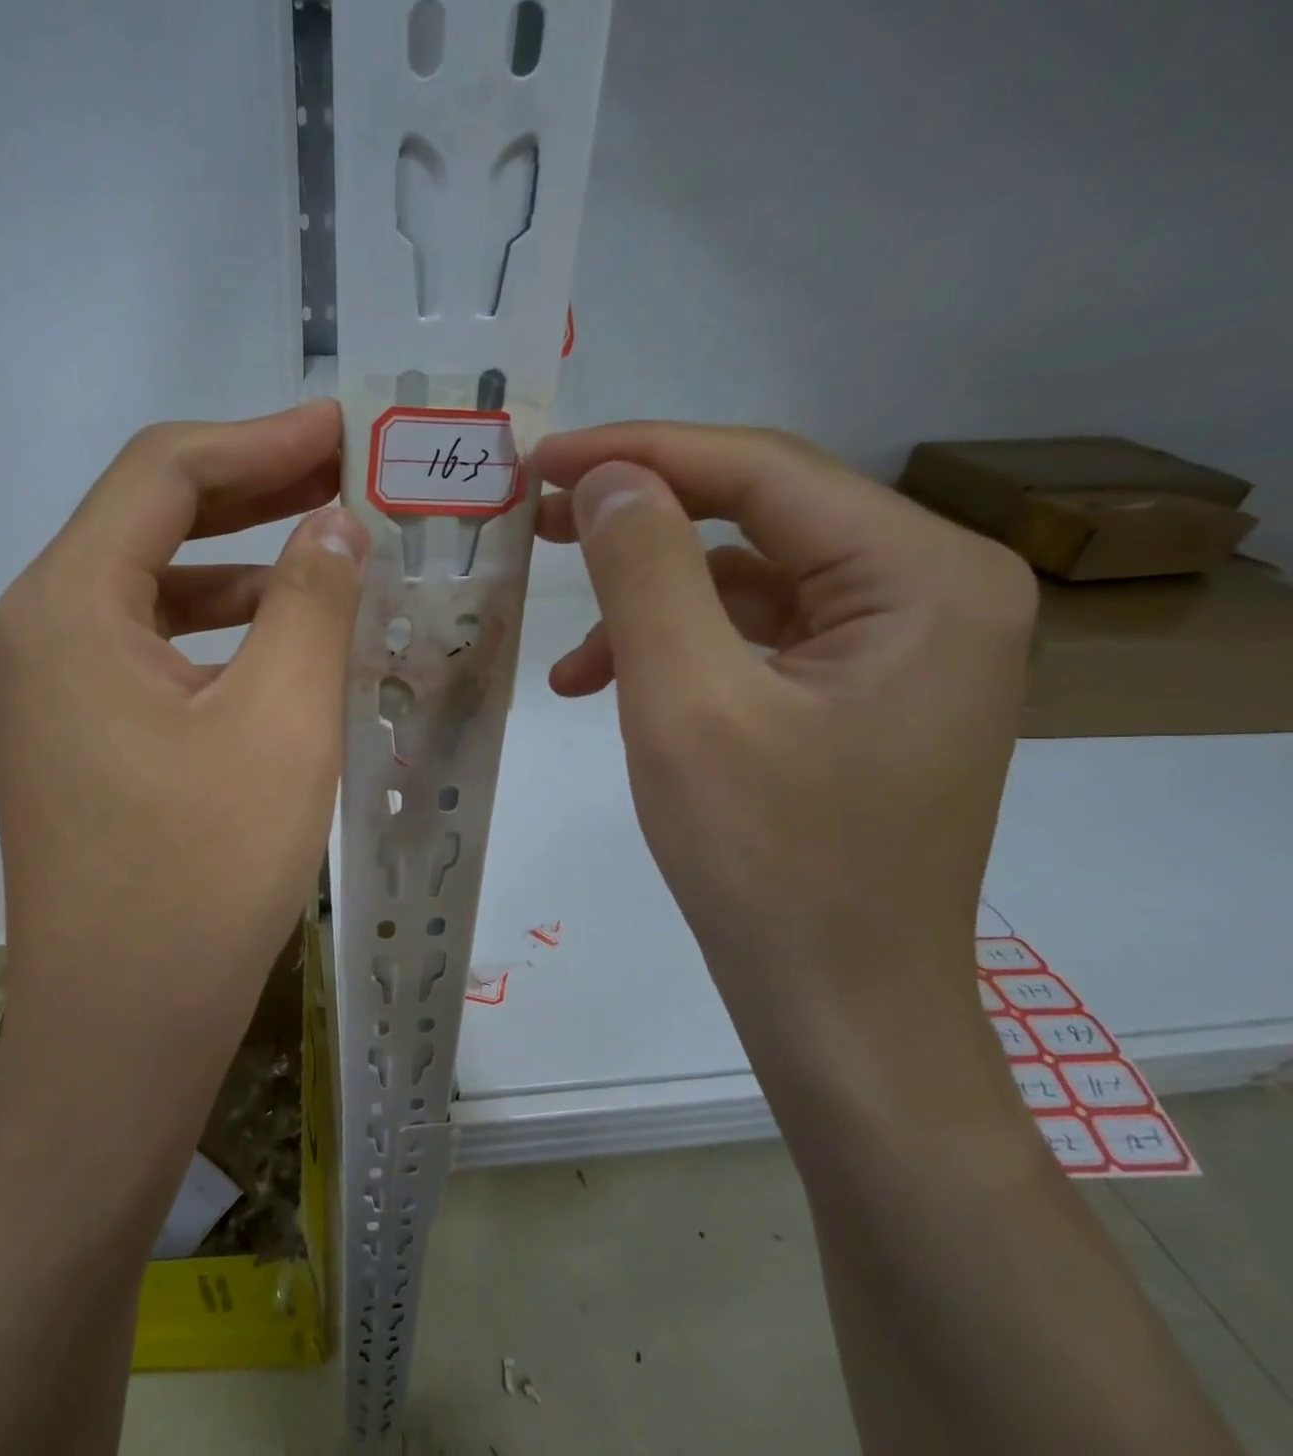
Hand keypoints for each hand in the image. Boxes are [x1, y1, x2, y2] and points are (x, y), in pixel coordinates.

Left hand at [0, 400, 367, 1040]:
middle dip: (253, 488)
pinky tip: (280, 638)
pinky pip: (153, 646)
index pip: (164, 472)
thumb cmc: (200, 875)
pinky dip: (219, 626)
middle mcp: (42, 629)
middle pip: (151, 518)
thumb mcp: (280, 724)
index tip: (343, 430)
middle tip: (345, 473)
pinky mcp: (80, 735)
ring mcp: (55, 687)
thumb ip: (311, 602)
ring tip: (328, 548)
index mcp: (69, 605)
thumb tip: (334, 525)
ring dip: (240, 559)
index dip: (261, 438)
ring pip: (155, 585)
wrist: (121, 1026)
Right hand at [533, 424, 1036, 1065]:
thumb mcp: (685, 704)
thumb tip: (608, 477)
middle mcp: (932, 591)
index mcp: (922, 576)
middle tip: (536, 520)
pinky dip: (675, 650)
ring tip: (566, 654)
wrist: (835, 1004)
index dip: (640, 454)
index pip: (764, 471)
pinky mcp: (858, 692)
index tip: (539, 460)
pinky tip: (605, 687)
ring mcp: (899, 646)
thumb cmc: (765, 861)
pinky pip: (752, 638)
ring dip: (647, 602)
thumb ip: (645, 572)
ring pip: (746, 581)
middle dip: (640, 519)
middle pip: (759, 517)